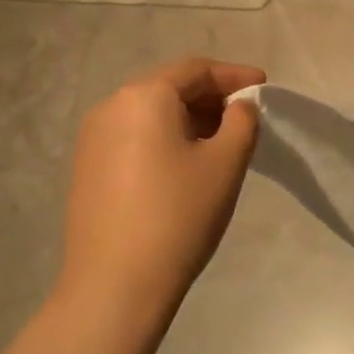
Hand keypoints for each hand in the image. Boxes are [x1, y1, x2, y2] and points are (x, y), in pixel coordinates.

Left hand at [58, 58, 264, 337]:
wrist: (115, 284)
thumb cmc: (179, 215)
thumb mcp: (226, 163)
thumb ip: (242, 121)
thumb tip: (239, 106)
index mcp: (144, 96)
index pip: (196, 69)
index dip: (234, 76)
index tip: (265, 87)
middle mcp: (111, 106)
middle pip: (170, 86)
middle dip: (211, 96)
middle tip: (246, 116)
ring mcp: (93, 138)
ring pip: (151, 112)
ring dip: (189, 117)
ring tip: (221, 141)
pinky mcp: (88, 167)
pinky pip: (134, 135)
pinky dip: (166, 137)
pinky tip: (186, 163)